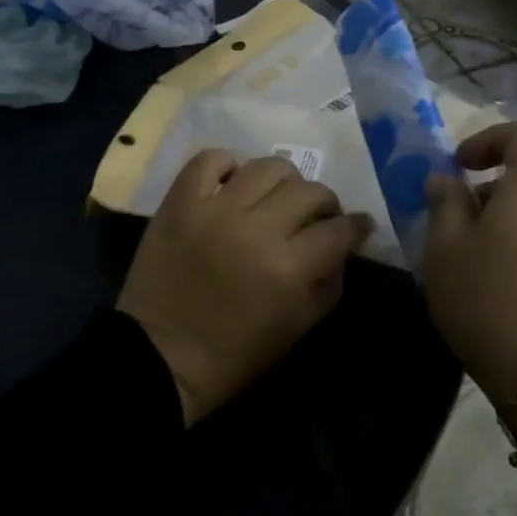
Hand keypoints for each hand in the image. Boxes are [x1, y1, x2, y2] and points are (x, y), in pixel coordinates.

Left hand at [118, 150, 372, 424]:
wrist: (160, 355)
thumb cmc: (233, 354)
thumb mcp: (296, 329)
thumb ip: (328, 285)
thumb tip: (341, 249)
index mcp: (289, 268)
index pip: (339, 229)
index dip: (356, 226)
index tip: (357, 227)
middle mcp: (257, 228)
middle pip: (309, 191)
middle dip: (324, 204)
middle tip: (316, 217)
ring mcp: (215, 209)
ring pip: (267, 167)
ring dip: (283, 181)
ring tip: (274, 198)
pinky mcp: (180, 202)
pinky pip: (210, 159)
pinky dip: (227, 165)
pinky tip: (231, 185)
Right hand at [422, 122, 516, 398]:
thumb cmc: (492, 304)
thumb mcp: (446, 252)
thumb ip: (444, 207)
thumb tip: (446, 181)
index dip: (494, 138)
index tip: (460, 165)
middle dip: (489, 194)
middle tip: (451, 228)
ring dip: (503, 231)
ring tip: (469, 271)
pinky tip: (500, 302)